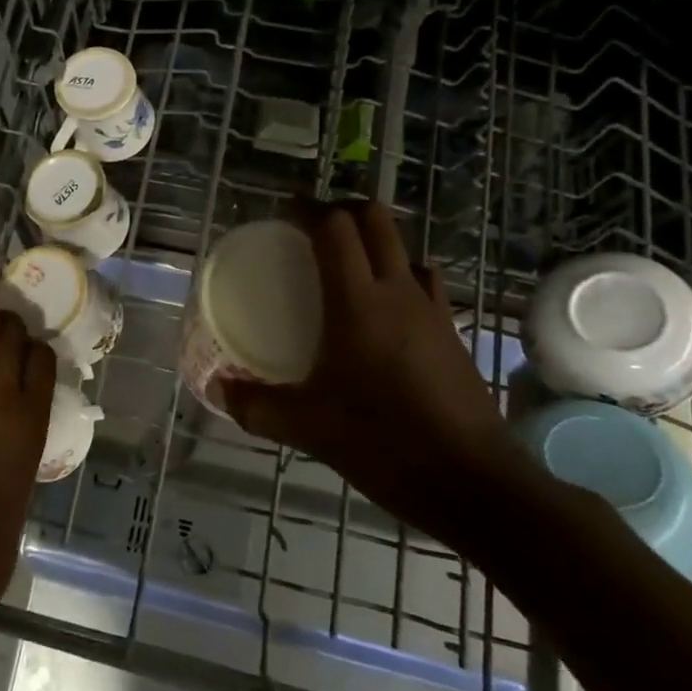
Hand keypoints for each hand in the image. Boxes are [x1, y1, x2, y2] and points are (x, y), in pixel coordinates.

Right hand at [221, 203, 526, 551]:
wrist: (473, 481)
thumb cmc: (384, 443)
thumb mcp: (308, 427)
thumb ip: (256, 405)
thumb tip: (218, 389)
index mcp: (357, 302)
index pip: (335, 228)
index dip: (308, 209)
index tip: (285, 214)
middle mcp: (398, 292)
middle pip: (376, 220)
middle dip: (343, 209)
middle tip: (312, 228)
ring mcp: (432, 310)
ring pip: (404, 249)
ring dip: (375, 241)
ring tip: (347, 265)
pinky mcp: (452, 333)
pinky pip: (423, 282)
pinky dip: (399, 276)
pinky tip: (385, 311)